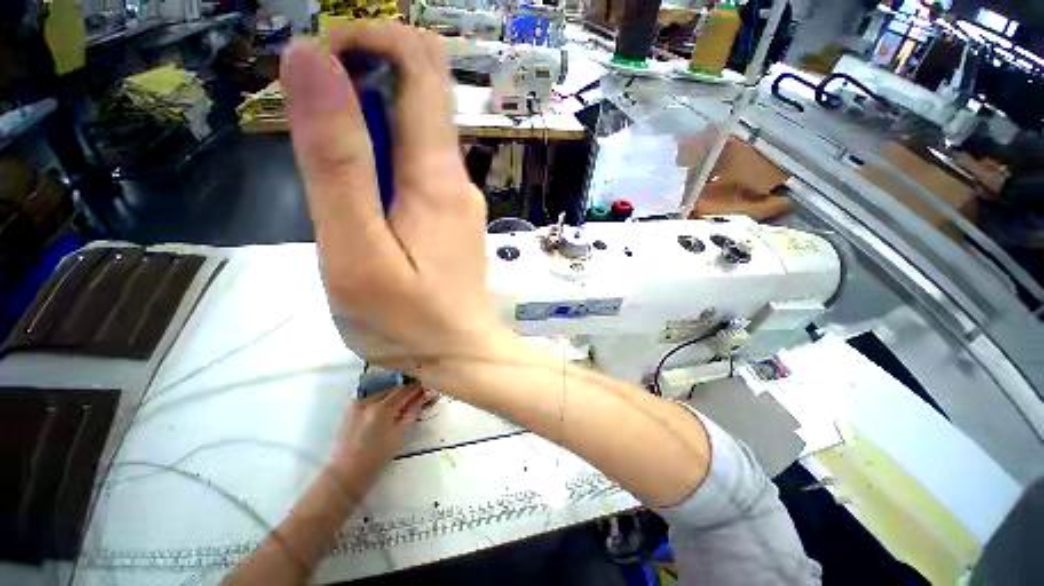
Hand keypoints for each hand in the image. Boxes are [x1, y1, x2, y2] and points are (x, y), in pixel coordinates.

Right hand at [281, 21, 501, 372]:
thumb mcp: (357, 248)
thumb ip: (336, 160)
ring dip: (364, 138)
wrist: (459, 352)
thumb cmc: (410, 319)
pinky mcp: (452, 219)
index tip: (320, 67)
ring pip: (412, 137)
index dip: (371, 40)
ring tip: (338, 195)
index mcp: (437, 174)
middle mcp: (456, 176)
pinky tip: (366, 213)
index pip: (422, 66)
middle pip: (417, 97)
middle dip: (358, 93)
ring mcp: (457, 199)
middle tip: (316, 144)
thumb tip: (314, 62)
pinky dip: (382, 170)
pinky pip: (417, 173)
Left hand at [328, 385, 434, 497]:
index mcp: (382, 408)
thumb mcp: (399, 434)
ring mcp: (357, 403)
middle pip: (394, 389)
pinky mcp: (351, 408)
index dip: (419, 389)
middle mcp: (369, 400)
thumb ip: (413, 411)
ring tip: (401, 408)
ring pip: (383, 393)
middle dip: (407, 393)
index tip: (428, 392)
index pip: (406, 390)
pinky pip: (372, 398)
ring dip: (394, 397)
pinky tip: (386, 413)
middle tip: (418, 400)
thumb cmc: (376, 458)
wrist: (345, 473)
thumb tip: (427, 394)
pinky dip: (382, 402)